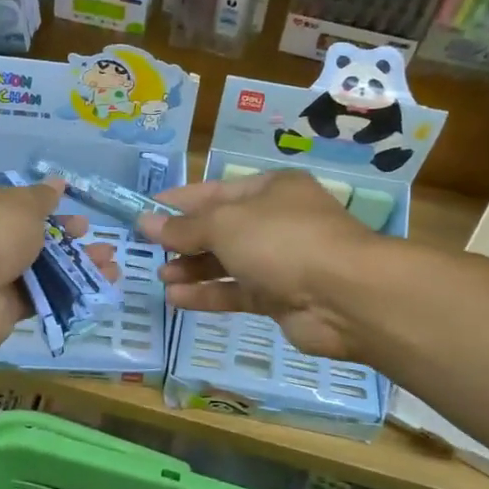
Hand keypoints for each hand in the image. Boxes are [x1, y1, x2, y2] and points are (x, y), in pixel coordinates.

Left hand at [0, 178, 117, 354]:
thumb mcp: (22, 204)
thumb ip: (43, 198)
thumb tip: (57, 182)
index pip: (16, 204)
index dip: (48, 208)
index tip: (74, 211)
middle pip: (33, 238)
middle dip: (68, 239)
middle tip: (97, 239)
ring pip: (43, 269)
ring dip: (77, 266)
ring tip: (112, 265)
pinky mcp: (5, 308)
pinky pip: (43, 297)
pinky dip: (71, 293)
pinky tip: (101, 288)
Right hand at [139, 171, 378, 359]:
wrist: (344, 296)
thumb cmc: (281, 241)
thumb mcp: (225, 224)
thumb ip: (184, 227)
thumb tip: (145, 221)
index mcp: (271, 189)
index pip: (216, 191)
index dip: (180, 201)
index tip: (146, 211)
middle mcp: (277, 221)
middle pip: (221, 228)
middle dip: (184, 239)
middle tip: (148, 249)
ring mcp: (281, 261)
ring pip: (228, 262)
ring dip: (193, 269)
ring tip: (160, 276)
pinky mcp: (281, 298)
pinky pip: (237, 292)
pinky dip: (208, 294)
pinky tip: (176, 299)